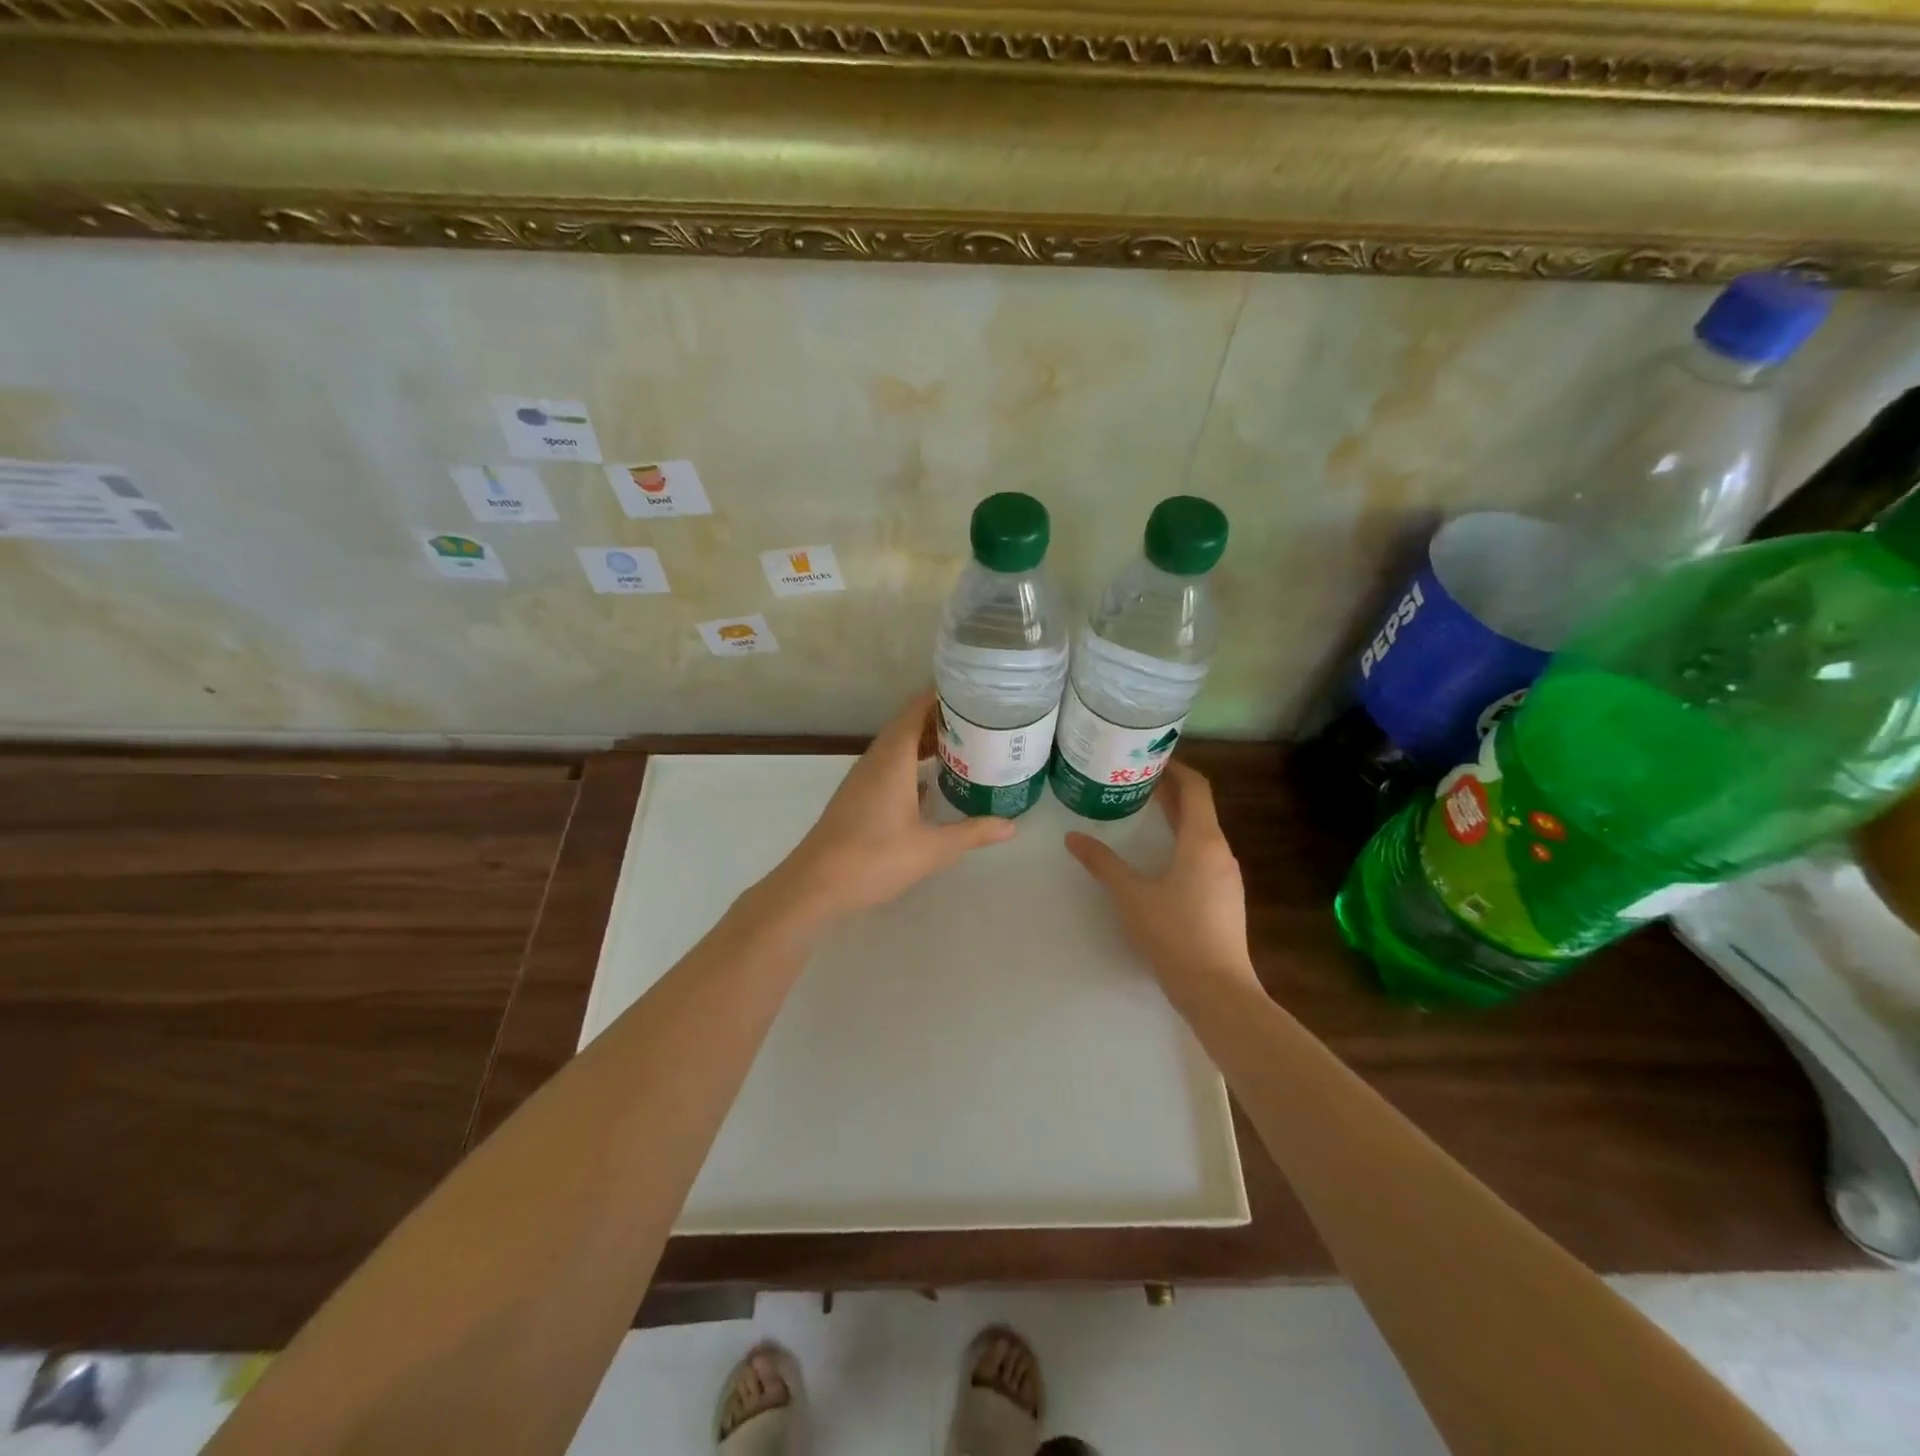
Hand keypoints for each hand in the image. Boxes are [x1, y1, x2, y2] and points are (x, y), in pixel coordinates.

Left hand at [772, 689, 1015, 922]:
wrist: (814, 885)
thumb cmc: (874, 858)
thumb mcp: (931, 848)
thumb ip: (972, 833)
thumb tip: (1012, 824)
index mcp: (893, 758)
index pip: (917, 709)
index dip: (943, 695)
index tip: (975, 690)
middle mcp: (876, 759)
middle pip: (909, 724)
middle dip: (942, 718)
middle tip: (982, 718)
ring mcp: (864, 778)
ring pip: (898, 746)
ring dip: (927, 741)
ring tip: (965, 744)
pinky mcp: (858, 797)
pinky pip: (890, 766)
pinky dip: (913, 764)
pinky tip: (932, 782)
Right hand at [1065, 762, 1257, 1006]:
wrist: (1217, 990)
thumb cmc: (1175, 934)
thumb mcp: (1131, 896)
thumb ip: (1103, 864)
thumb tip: (1073, 837)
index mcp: (1203, 842)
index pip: (1196, 788)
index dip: (1176, 768)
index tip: (1151, 757)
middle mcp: (1220, 852)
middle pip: (1198, 808)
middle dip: (1170, 791)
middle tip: (1136, 779)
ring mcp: (1226, 877)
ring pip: (1201, 833)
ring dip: (1176, 817)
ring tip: (1143, 811)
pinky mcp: (1224, 898)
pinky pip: (1203, 855)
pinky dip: (1181, 841)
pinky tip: (1159, 856)